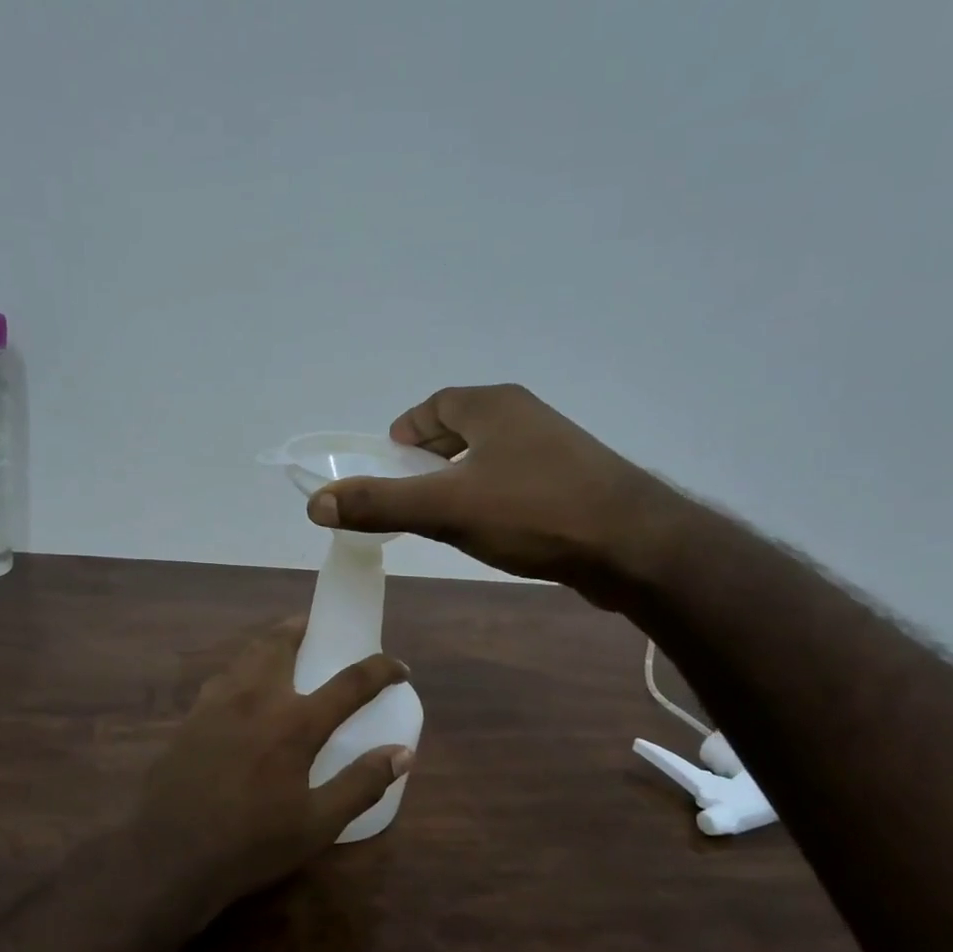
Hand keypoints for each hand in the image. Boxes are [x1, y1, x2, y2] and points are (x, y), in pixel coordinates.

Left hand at [133, 619, 412, 915]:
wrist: (170, 855)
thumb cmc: (251, 843)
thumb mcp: (317, 825)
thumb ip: (361, 784)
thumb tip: (402, 753)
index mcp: (294, 723)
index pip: (350, 682)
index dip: (380, 669)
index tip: (399, 667)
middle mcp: (256, 698)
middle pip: (282, 642)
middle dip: (305, 627)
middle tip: (319, 629)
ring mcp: (217, 703)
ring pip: (247, 654)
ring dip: (271, 643)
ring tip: (285, 650)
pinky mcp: (191, 717)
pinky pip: (223, 677)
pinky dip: (243, 669)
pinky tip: (244, 691)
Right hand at [306, 383, 679, 605]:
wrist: (636, 547)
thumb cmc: (534, 512)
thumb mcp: (445, 508)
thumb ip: (379, 504)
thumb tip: (316, 503)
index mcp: (494, 406)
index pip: (436, 404)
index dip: (407, 430)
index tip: (388, 461)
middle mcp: (526, 416)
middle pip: (463, 426)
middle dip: (431, 454)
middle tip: (408, 489)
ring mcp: (556, 449)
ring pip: (492, 455)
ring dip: (462, 477)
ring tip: (443, 513)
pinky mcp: (576, 482)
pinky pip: (517, 479)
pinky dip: (492, 494)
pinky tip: (491, 529)